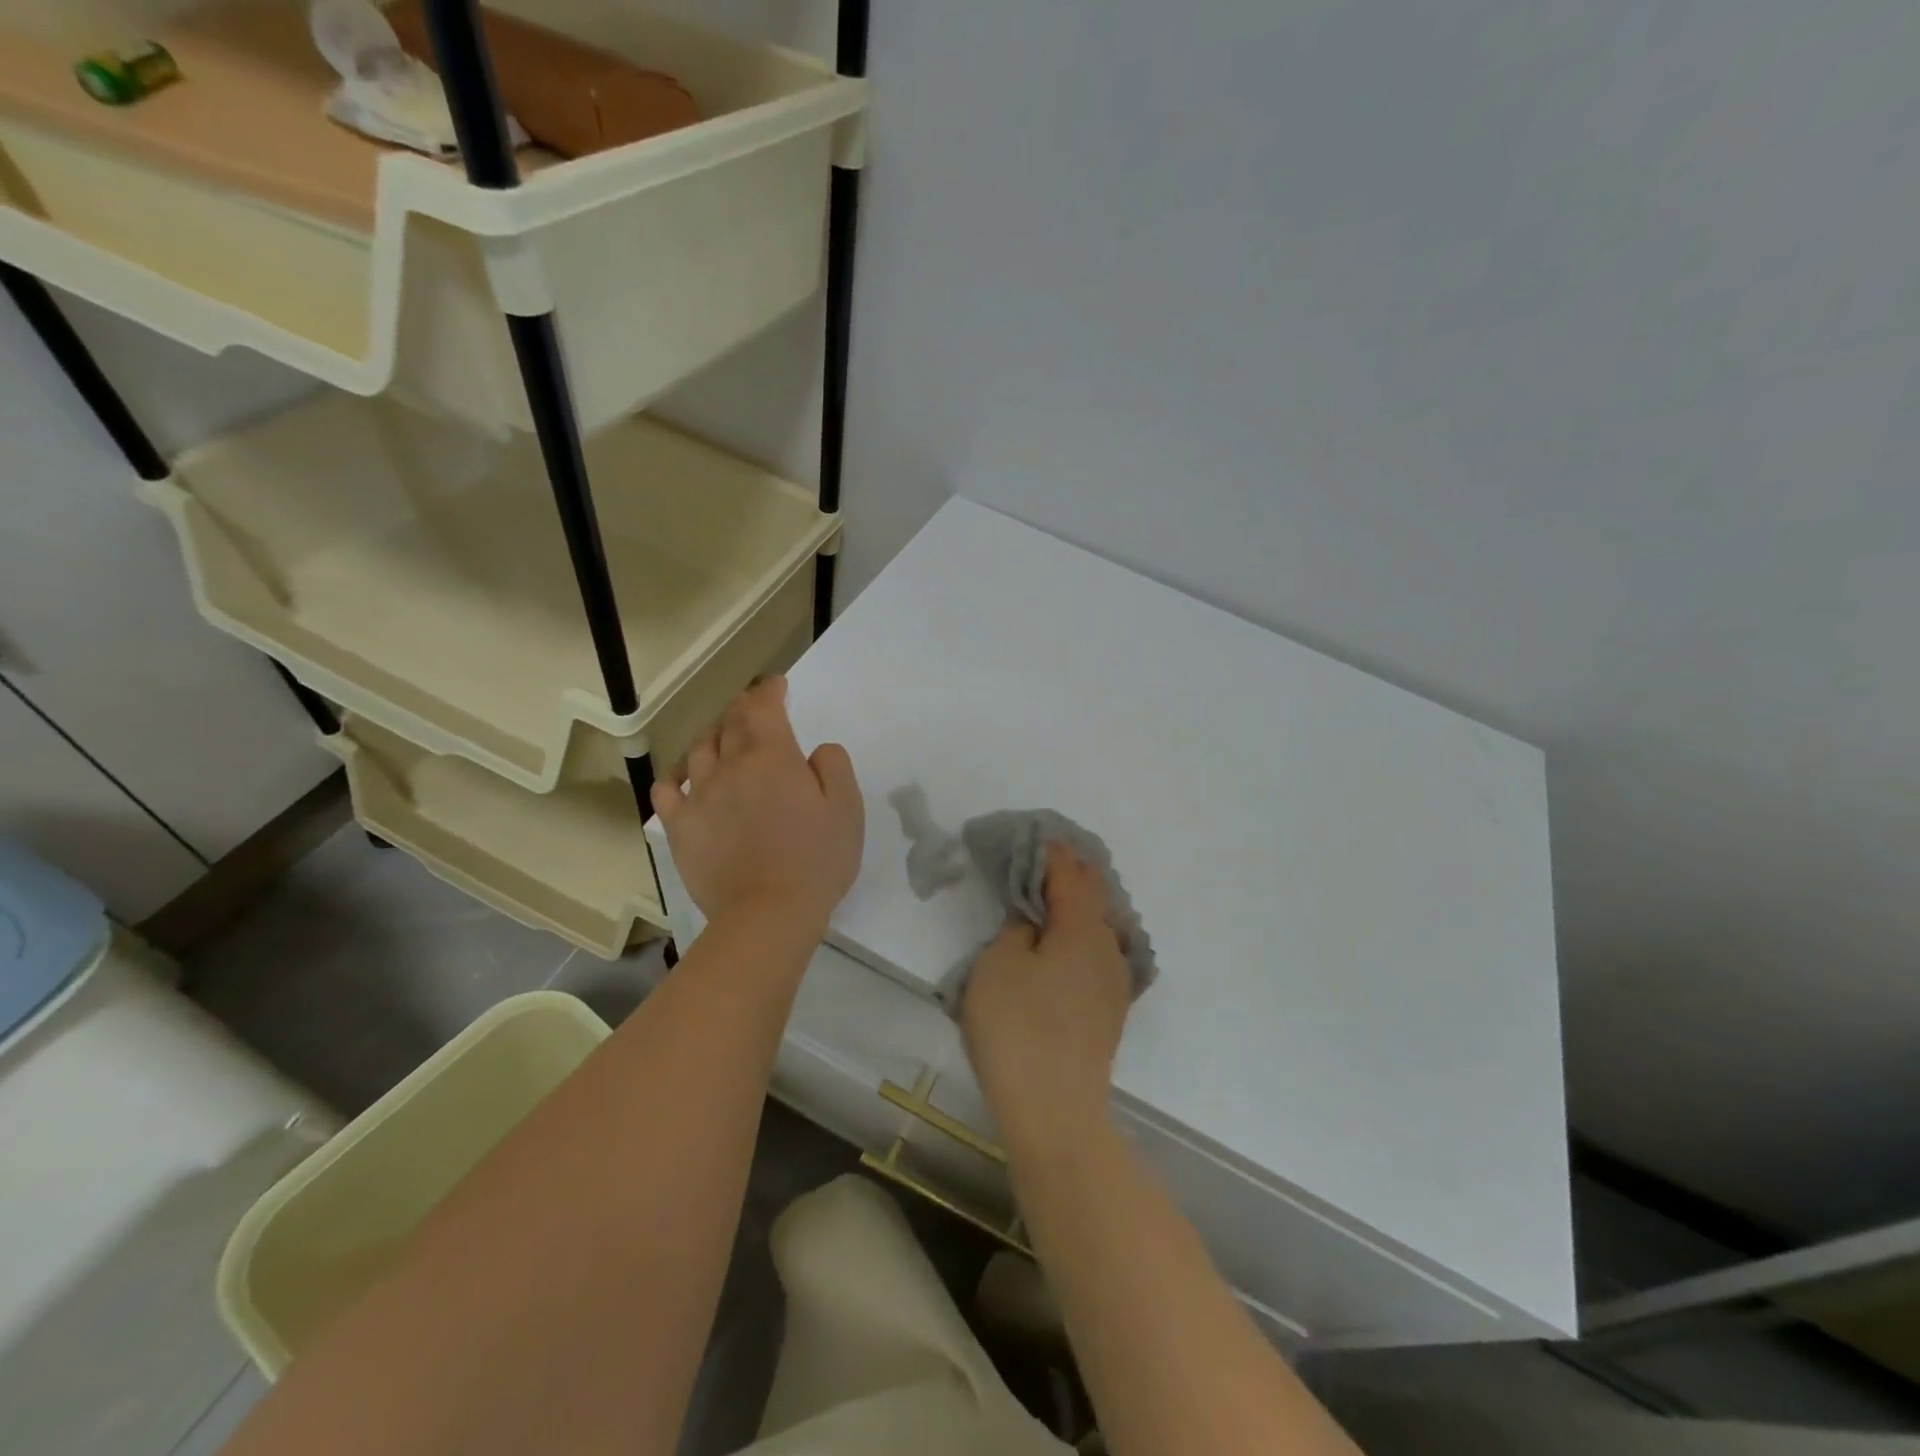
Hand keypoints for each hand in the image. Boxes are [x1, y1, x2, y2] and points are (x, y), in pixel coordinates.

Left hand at [651, 677, 863, 934]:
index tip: (777, 684)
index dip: (769, 690)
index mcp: (772, 756)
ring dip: (714, 735)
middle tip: (754, 708)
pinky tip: (685, 778)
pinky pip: (667, 790)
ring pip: (700, 750)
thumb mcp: (847, 807)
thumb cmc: (816, 859)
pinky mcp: (681, 828)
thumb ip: (833, 765)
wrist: (768, 913)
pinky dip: (676, 776)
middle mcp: (730, 766)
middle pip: (730, 723)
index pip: (763, 707)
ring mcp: (700, 796)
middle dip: (743, 708)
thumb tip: (815, 750)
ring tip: (724, 738)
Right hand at [961, 844, 1132, 1157]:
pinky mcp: (1109, 1012)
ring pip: (1100, 926)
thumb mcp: (999, 964)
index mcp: (1081, 927)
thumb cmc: (1018, 1029)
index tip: (1037, 835)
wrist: (1055, 1112)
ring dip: (1081, 904)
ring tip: (1060, 893)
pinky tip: (1070, 943)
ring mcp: (1114, 982)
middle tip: (1048, 857)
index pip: (1068, 874)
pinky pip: (1098, 954)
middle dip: (1072, 873)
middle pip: (1093, 896)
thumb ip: (1017, 929)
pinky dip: (1083, 935)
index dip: (1052, 852)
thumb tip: (1033, 922)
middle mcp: (1107, 947)